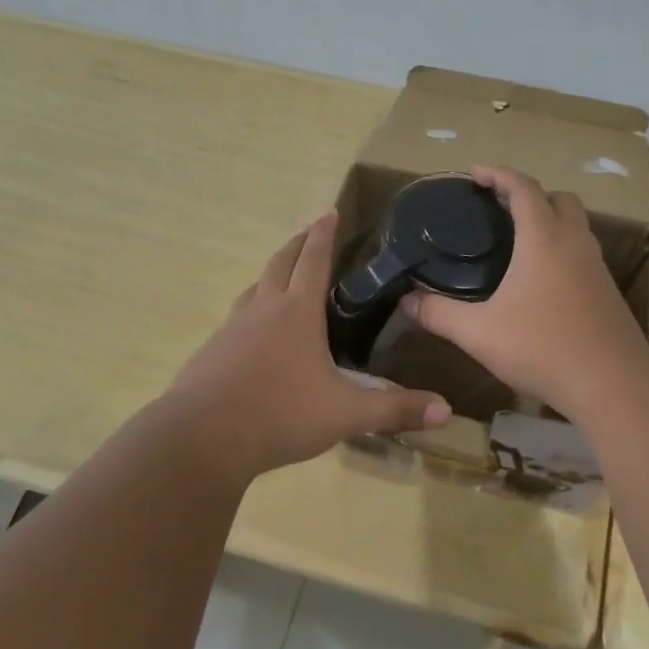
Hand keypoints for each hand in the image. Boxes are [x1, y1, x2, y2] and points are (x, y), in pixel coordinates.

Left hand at [163, 213, 452, 477]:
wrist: (202, 438)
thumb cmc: (280, 415)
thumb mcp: (345, 414)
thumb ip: (394, 410)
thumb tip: (446, 410)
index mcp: (297, 312)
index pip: (314, 260)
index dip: (323, 235)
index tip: (328, 210)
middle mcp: (263, 309)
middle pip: (280, 263)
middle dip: (297, 244)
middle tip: (309, 232)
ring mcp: (231, 328)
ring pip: (254, 288)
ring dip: (272, 275)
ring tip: (284, 278)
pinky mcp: (211, 351)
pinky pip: (237, 318)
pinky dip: (253, 310)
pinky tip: (256, 334)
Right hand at [398, 166, 648, 417]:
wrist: (613, 385)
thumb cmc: (542, 347)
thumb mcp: (479, 333)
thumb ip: (439, 314)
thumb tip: (406, 300)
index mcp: (543, 239)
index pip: (523, 188)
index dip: (498, 175)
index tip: (474, 174)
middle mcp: (574, 243)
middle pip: (559, 198)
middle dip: (530, 194)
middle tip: (499, 209)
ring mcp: (597, 267)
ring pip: (576, 226)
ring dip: (550, 221)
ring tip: (518, 243)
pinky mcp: (608, 292)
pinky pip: (583, 253)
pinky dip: (562, 250)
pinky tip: (542, 282)